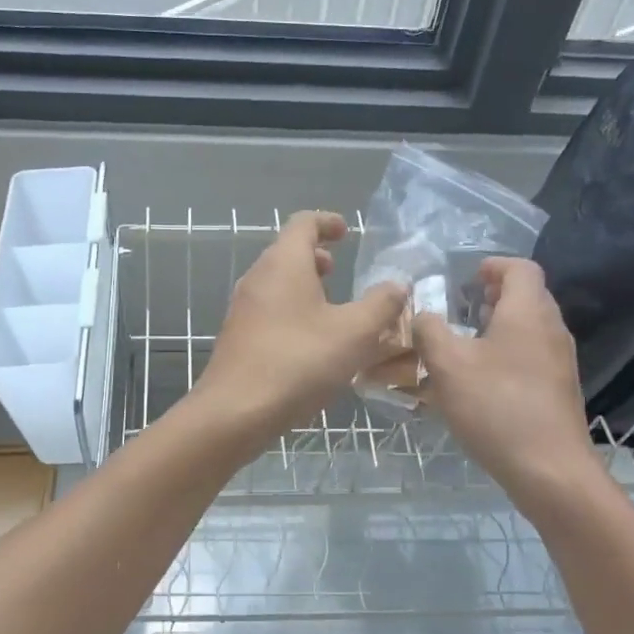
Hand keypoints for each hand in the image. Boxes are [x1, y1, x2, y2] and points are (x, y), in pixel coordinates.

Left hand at [195, 211, 406, 443]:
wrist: (236, 411)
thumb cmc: (299, 362)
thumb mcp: (355, 333)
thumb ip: (381, 305)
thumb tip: (396, 285)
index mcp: (284, 263)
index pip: (303, 223)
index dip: (327, 222)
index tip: (346, 232)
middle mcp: (258, 278)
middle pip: (287, 253)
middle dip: (316, 258)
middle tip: (340, 271)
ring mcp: (243, 310)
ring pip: (277, 285)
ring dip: (305, 288)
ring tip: (332, 310)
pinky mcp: (238, 338)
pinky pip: (270, 312)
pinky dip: (293, 313)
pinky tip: (312, 344)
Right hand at [414, 258, 601, 500]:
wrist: (549, 469)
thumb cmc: (496, 406)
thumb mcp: (448, 365)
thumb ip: (430, 331)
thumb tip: (424, 315)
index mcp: (528, 312)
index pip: (520, 268)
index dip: (493, 265)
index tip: (467, 276)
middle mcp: (551, 330)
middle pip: (528, 297)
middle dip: (494, 296)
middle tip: (462, 307)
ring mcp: (560, 362)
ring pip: (530, 329)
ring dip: (499, 327)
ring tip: (466, 343)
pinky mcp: (559, 390)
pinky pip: (532, 357)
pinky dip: (508, 354)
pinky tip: (482, 381)